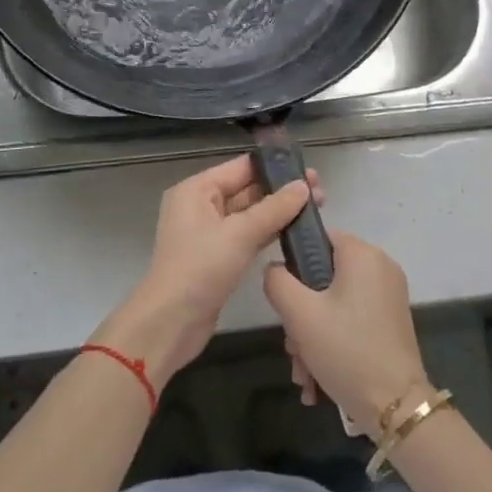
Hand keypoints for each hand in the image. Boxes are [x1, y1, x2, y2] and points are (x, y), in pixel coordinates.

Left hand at [96, 155, 316, 385]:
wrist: (171, 324)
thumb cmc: (200, 269)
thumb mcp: (239, 234)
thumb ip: (274, 208)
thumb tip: (303, 186)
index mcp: (197, 190)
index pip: (241, 168)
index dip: (275, 167)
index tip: (308, 169)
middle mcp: (201, 206)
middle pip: (247, 190)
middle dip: (281, 190)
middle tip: (320, 191)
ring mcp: (210, 233)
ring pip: (250, 214)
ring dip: (279, 212)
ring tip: (316, 208)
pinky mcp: (219, 257)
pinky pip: (248, 236)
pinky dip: (269, 232)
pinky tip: (296, 232)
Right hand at [264, 231, 429, 438]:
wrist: (396, 407)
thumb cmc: (346, 350)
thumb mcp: (299, 314)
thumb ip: (278, 281)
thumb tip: (275, 269)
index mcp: (362, 254)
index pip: (318, 238)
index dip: (294, 263)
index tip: (286, 300)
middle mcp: (380, 267)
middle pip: (323, 277)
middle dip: (301, 315)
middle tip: (293, 348)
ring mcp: (388, 296)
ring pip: (335, 303)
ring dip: (312, 336)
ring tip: (304, 374)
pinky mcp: (391, 322)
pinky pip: (352, 319)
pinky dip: (333, 342)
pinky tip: (318, 379)